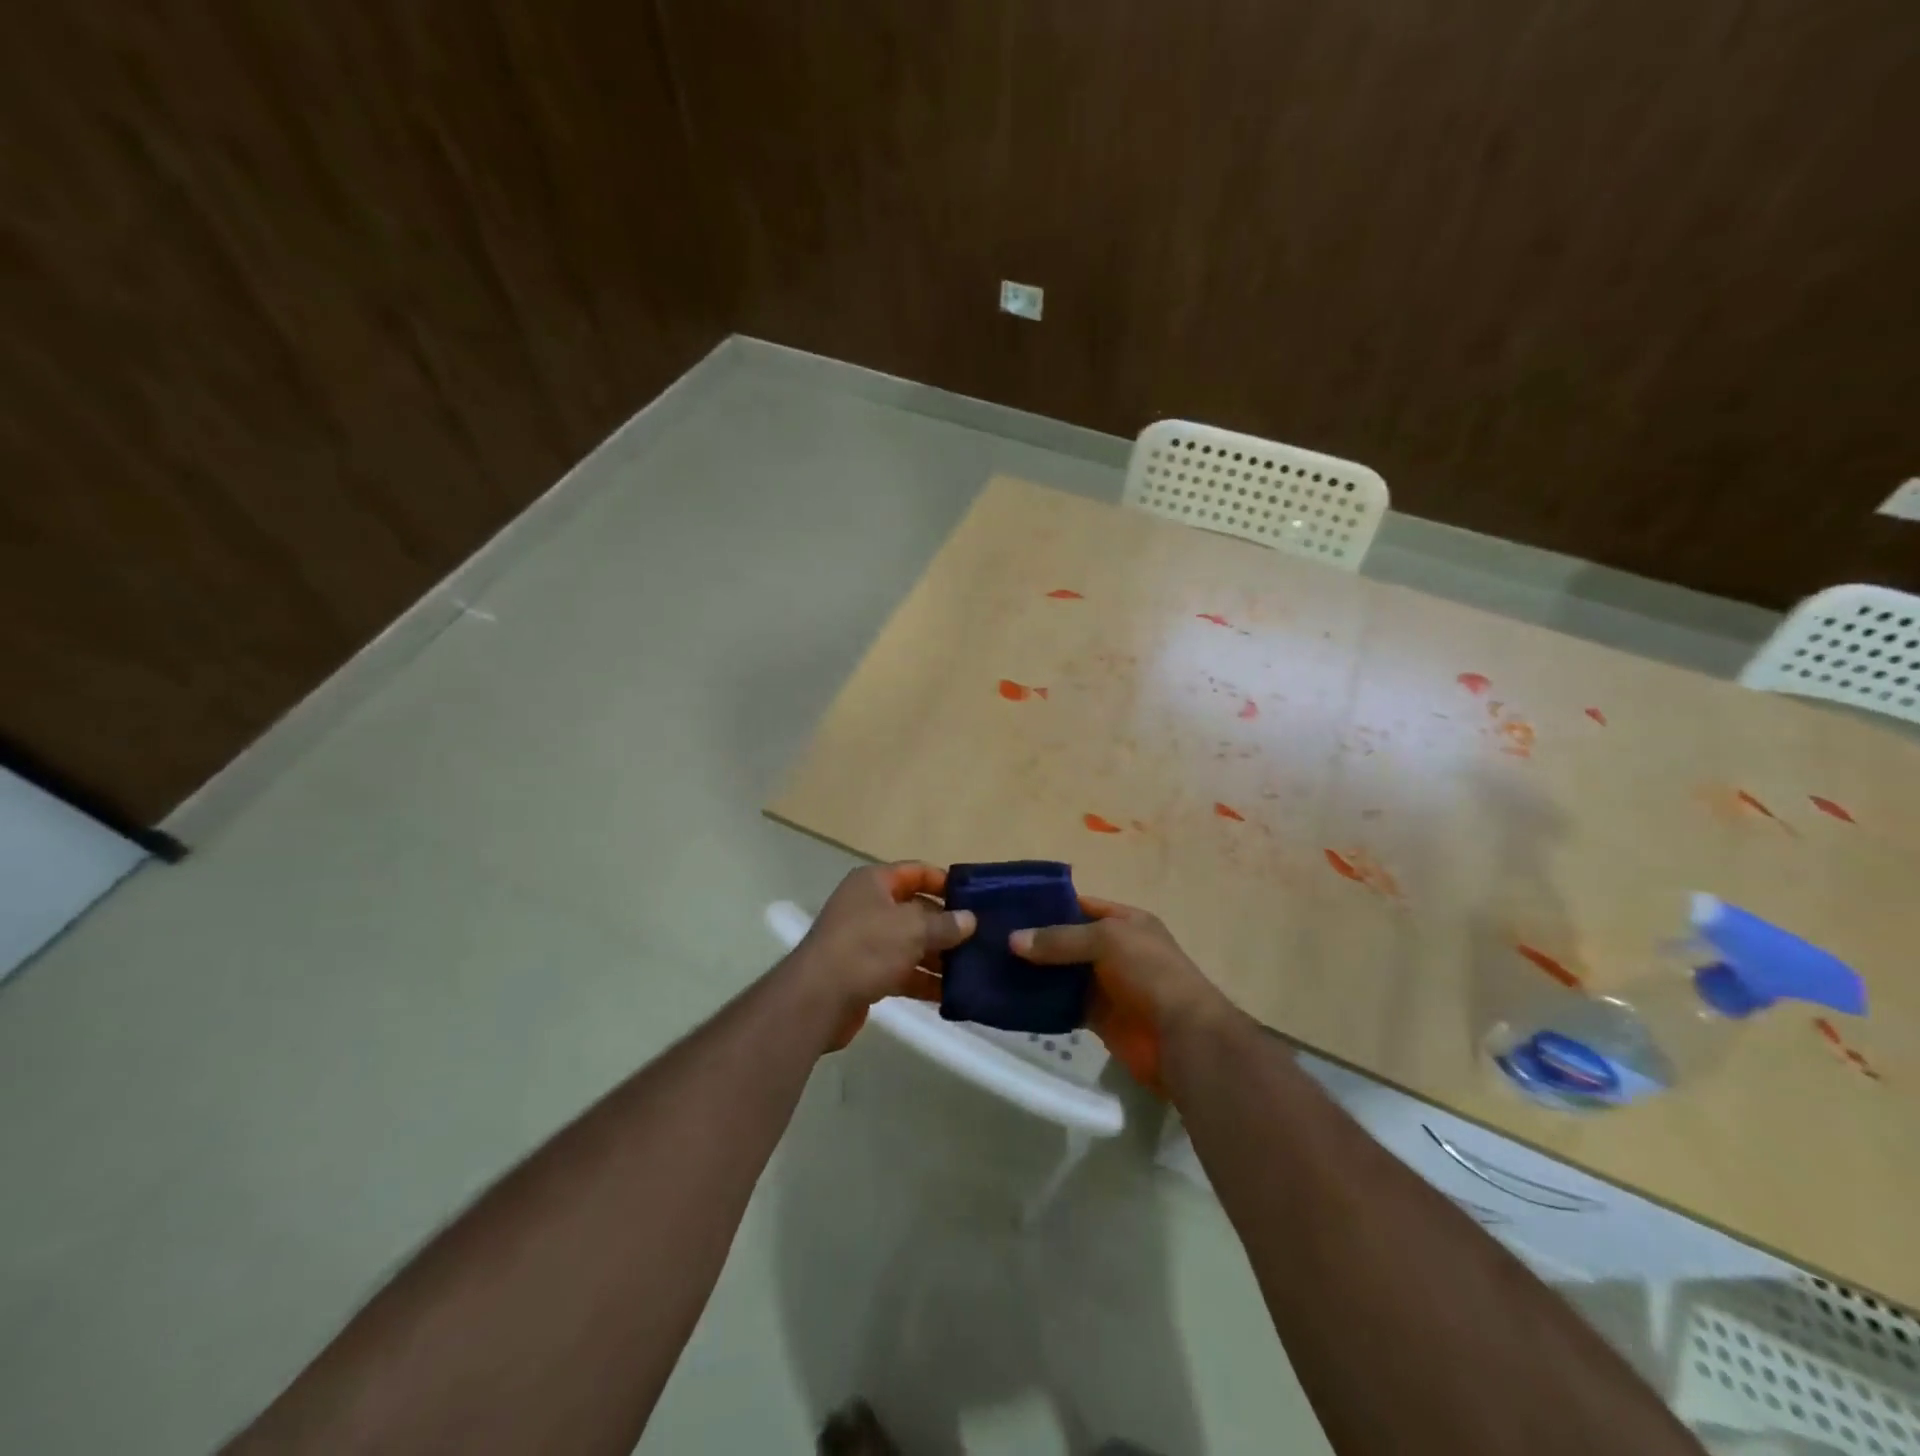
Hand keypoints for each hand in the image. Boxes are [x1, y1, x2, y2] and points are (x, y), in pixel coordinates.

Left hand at [787, 863, 975, 1051]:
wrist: (817, 998)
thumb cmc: (866, 947)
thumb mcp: (912, 929)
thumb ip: (944, 924)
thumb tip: (969, 920)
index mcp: (874, 882)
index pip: (916, 872)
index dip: (944, 882)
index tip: (975, 898)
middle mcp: (868, 906)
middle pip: (915, 909)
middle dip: (946, 925)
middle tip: (982, 938)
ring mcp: (865, 941)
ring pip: (910, 943)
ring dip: (938, 956)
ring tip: (973, 969)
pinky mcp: (865, 973)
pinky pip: (901, 971)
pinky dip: (923, 980)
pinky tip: (950, 994)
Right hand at [1011, 897, 1231, 1094]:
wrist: (1181, 1037)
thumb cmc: (1150, 972)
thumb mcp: (1107, 940)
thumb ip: (1061, 939)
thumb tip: (1013, 940)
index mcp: (1125, 922)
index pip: (1080, 905)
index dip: (1048, 905)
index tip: (1009, 907)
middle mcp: (1115, 950)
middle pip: (1067, 940)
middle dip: (1035, 940)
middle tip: (991, 939)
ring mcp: (1107, 985)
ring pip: (1062, 974)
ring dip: (1034, 972)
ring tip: (992, 967)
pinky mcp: (1098, 1017)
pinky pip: (1063, 1005)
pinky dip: (1042, 1003)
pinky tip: (1012, 998)